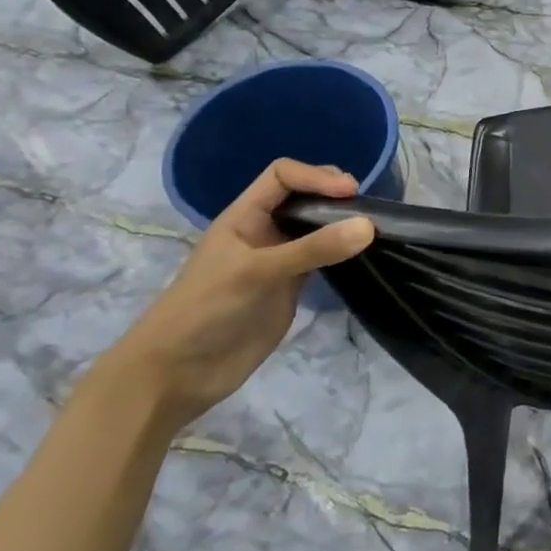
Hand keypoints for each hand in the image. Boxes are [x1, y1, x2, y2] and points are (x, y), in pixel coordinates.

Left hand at [105, 159, 374, 429]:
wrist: (178, 375)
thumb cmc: (206, 310)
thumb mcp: (257, 272)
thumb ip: (313, 249)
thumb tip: (369, 226)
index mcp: (245, 216)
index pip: (283, 175)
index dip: (316, 176)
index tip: (350, 193)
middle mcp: (263, 231)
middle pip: (303, 196)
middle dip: (333, 195)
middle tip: (366, 210)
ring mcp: (278, 260)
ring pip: (316, 228)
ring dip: (341, 224)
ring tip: (372, 229)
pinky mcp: (290, 288)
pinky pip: (322, 260)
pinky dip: (342, 253)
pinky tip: (361, 256)